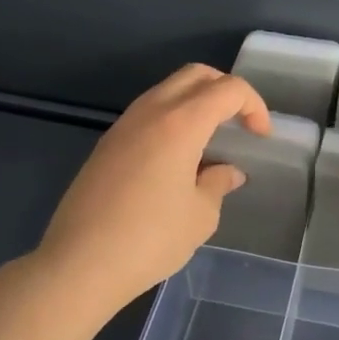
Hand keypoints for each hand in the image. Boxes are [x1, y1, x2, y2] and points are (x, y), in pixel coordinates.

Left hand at [29, 65, 270, 327]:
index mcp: (181, 122)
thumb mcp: (200, 215)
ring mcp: (124, 126)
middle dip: (225, 90)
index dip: (253, 106)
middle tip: (239, 123)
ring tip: (210, 141)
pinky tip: (177, 159)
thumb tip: (226, 172)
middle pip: (195, 75)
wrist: (78, 265)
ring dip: (196, 103)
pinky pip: (148, 113)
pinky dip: (172, 120)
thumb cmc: (149, 239)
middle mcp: (151, 111)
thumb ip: (217, 183)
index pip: (228, 89)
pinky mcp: (106, 145)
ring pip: (168, 90)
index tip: (260, 137)